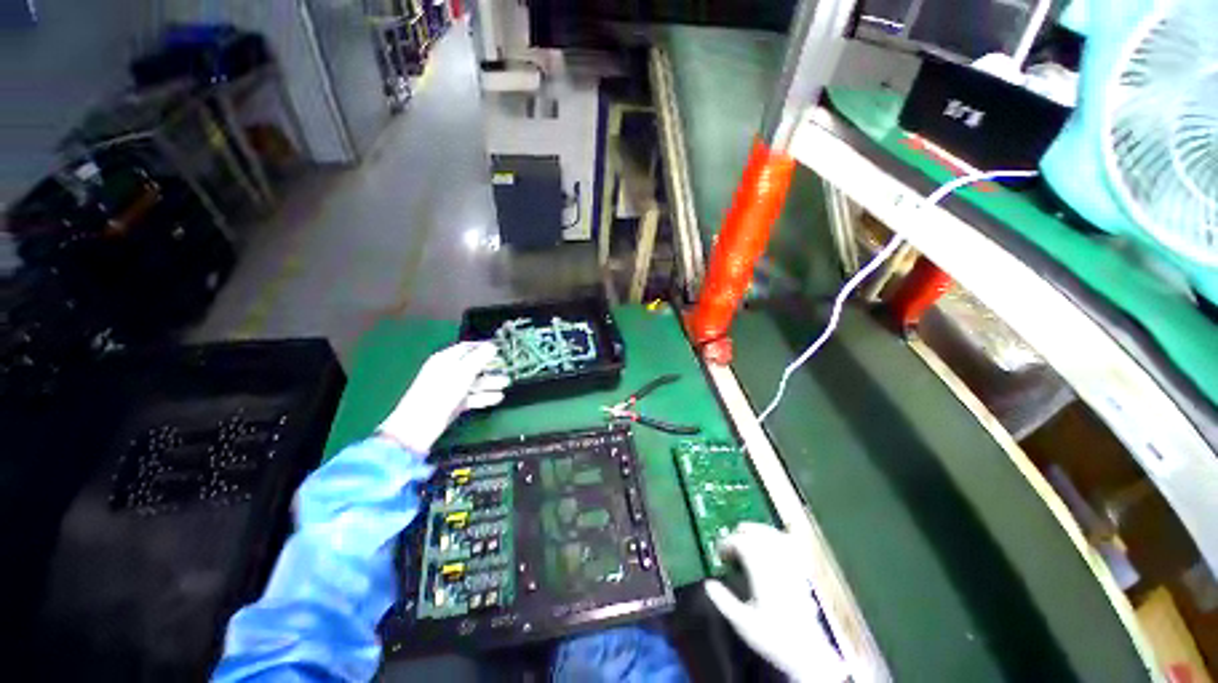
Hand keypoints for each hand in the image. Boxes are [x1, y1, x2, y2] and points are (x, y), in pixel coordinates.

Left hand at [378, 341, 508, 453]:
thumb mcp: (463, 373)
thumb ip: (479, 358)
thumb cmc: (441, 393)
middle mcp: (447, 371)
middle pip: (472, 365)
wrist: (420, 425)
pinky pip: (472, 397)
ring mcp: (450, 388)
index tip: (501, 348)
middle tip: (507, 367)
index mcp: (445, 359)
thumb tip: (493, 345)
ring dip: (491, 382)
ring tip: (507, 384)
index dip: (483, 347)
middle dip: (490, 366)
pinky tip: (498, 398)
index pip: (467, 347)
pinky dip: (484, 396)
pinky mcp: (453, 404)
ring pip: (474, 382)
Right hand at [705, 523, 846, 682]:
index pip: (741, 543)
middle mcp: (776, 563)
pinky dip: (778, 537)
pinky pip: (790, 544)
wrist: (808, 653)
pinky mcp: (802, 572)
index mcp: (761, 572)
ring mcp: (791, 566)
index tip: (719, 553)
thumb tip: (708, 583)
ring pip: (773, 535)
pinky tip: (773, 540)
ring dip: (757, 530)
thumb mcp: (743, 623)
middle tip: (730, 544)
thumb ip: (724, 601)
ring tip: (747, 535)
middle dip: (741, 533)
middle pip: (757, 533)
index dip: (727, 543)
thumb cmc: (773, 638)